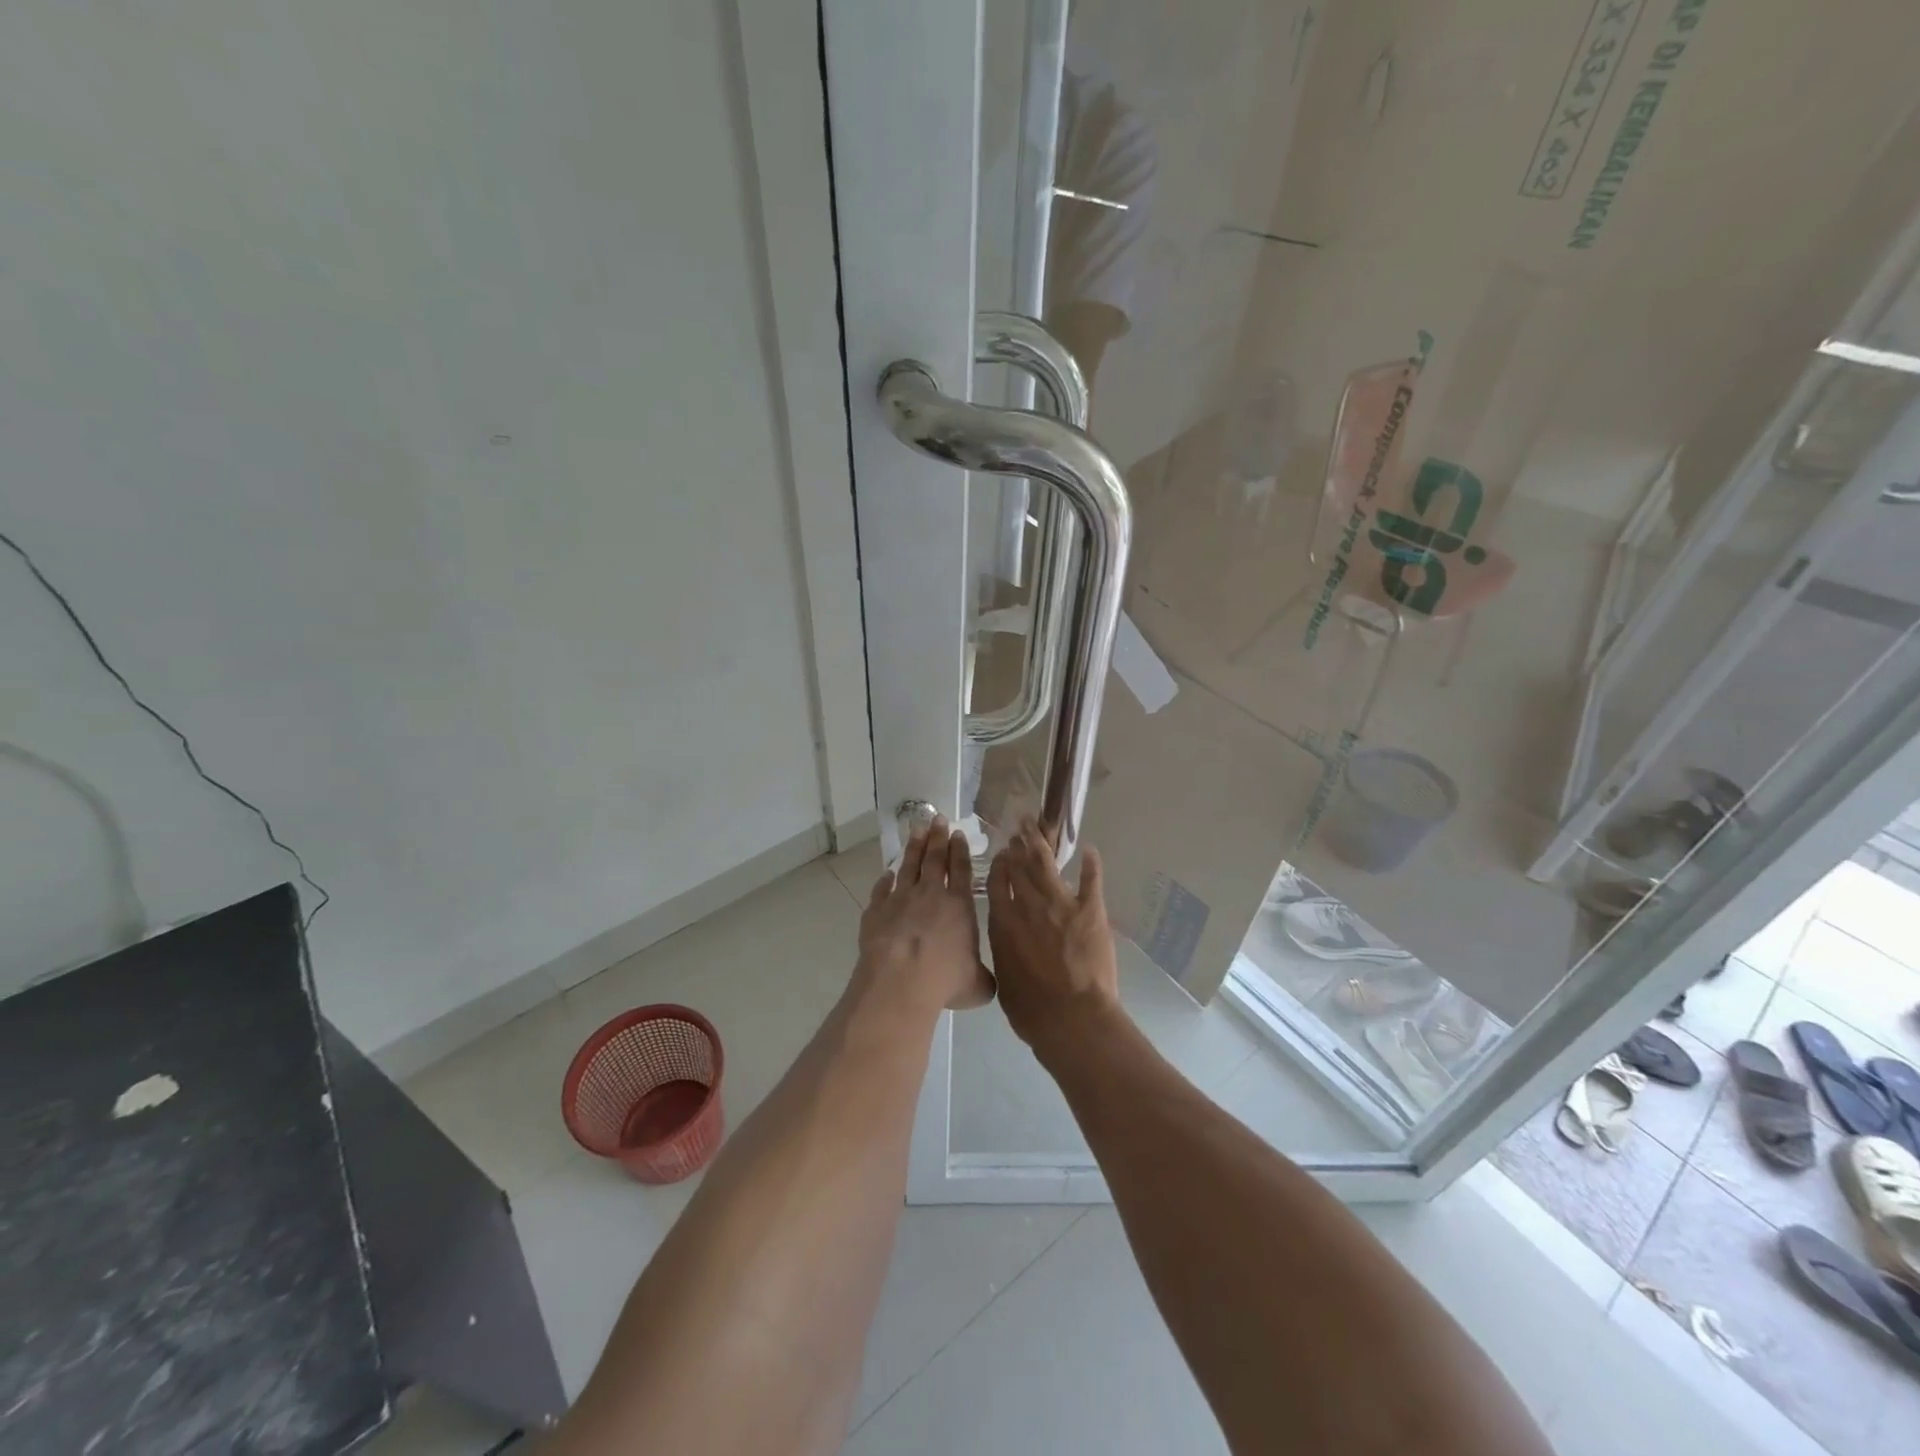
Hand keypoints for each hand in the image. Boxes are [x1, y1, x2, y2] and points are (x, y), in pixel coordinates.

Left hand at [854, 816, 995, 1018]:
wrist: (899, 981)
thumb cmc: (944, 980)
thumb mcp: (976, 985)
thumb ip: (984, 978)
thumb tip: (987, 983)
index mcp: (959, 905)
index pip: (961, 869)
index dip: (960, 850)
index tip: (958, 833)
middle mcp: (930, 894)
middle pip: (934, 859)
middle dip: (937, 837)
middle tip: (938, 819)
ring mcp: (900, 899)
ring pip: (908, 866)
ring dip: (913, 847)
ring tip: (916, 829)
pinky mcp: (876, 911)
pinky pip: (882, 890)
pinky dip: (885, 881)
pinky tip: (887, 874)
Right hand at [986, 822, 1121, 1057]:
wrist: (1071, 1017)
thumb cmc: (1031, 1009)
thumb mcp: (1004, 979)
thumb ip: (1004, 953)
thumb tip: (1007, 946)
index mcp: (1004, 922)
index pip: (998, 882)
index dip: (1001, 864)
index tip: (1004, 851)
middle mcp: (1028, 905)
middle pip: (1021, 866)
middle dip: (1019, 844)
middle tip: (1020, 827)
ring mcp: (1060, 903)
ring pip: (1047, 864)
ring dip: (1042, 841)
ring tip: (1038, 823)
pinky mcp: (1090, 910)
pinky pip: (1091, 880)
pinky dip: (1091, 863)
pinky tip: (1090, 849)